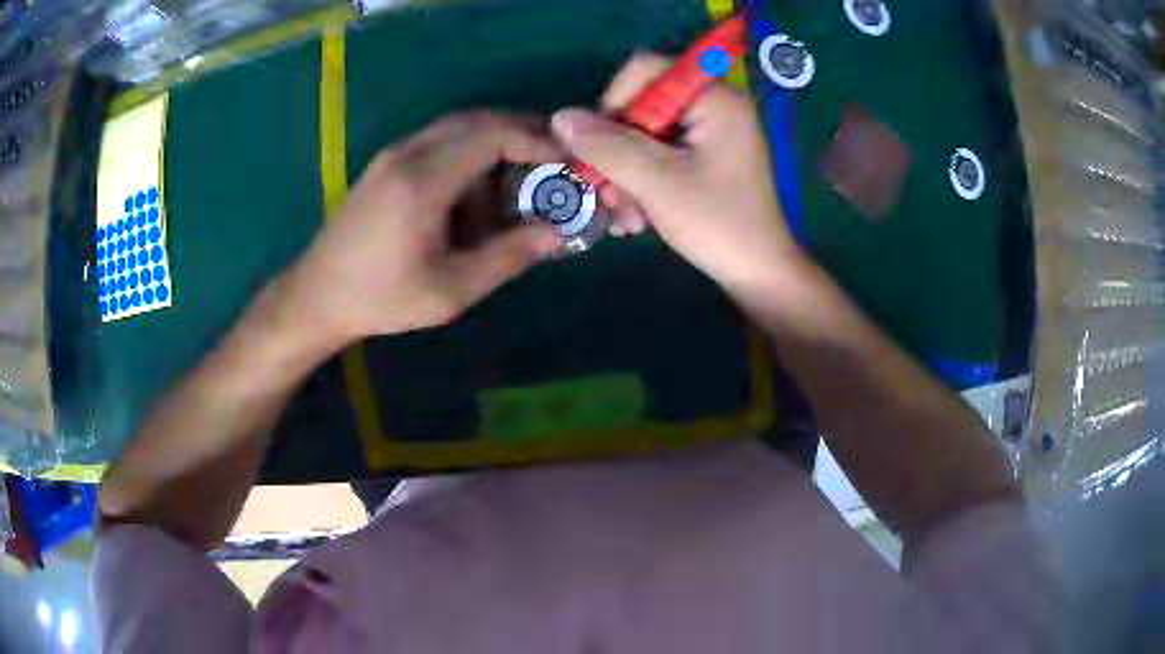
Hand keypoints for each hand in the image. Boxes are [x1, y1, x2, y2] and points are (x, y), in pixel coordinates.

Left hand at [278, 112, 562, 350]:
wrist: (316, 296)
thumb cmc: (381, 299)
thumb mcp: (449, 290)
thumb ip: (506, 258)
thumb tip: (555, 234)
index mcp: (423, 180)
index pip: (491, 134)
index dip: (535, 140)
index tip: (566, 159)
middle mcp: (407, 153)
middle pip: (477, 121)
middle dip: (521, 135)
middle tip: (553, 163)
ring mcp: (393, 155)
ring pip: (457, 129)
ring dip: (493, 148)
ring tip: (514, 189)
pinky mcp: (386, 164)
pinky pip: (438, 143)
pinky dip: (467, 157)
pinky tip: (472, 197)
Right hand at [551, 54, 803, 299]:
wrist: (758, 275)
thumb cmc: (717, 223)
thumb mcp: (657, 182)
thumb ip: (607, 145)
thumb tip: (560, 117)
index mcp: (713, 98)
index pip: (644, 71)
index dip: (612, 103)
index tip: (600, 147)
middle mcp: (712, 106)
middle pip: (640, 107)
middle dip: (617, 154)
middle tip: (607, 195)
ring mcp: (709, 134)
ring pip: (643, 137)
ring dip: (624, 176)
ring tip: (624, 219)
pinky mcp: (704, 159)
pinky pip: (658, 156)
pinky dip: (641, 184)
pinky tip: (635, 220)